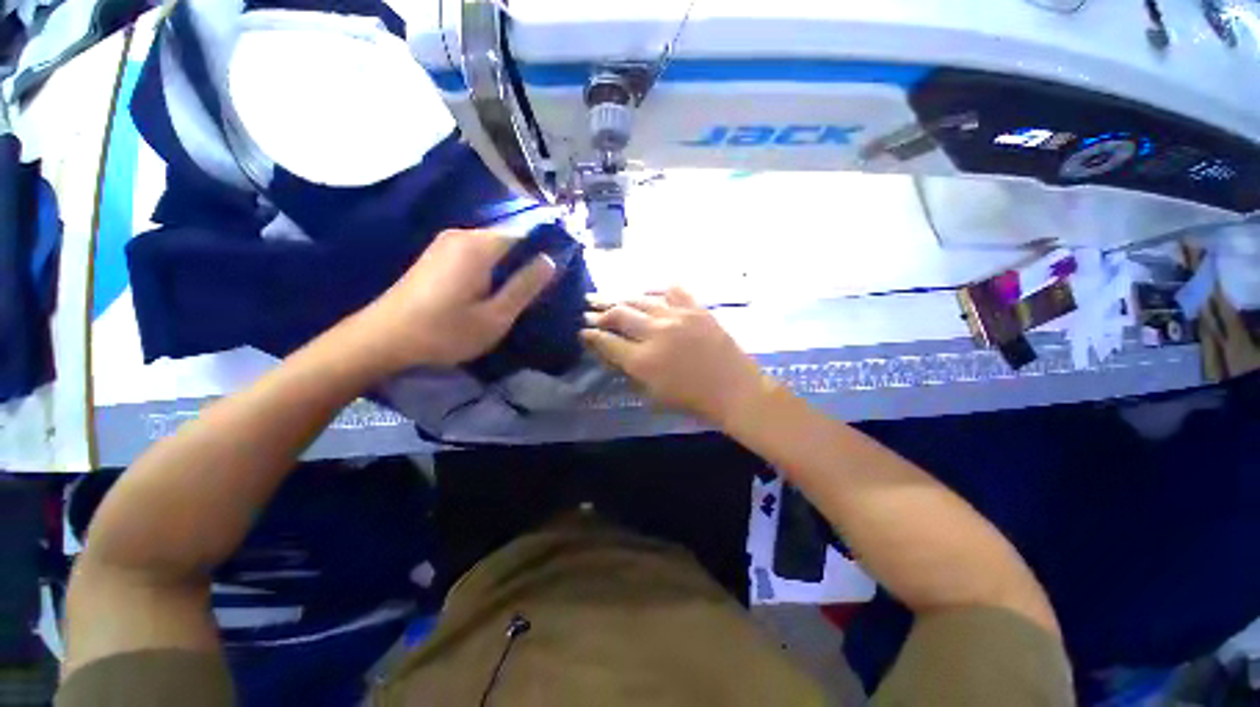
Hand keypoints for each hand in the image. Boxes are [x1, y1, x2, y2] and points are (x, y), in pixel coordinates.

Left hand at [354, 229, 555, 373]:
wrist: (383, 339)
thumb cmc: (445, 331)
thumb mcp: (495, 316)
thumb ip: (525, 286)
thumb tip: (550, 260)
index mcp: (479, 245)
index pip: (526, 233)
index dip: (544, 250)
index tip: (558, 274)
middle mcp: (462, 235)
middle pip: (508, 239)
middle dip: (527, 260)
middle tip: (541, 290)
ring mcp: (446, 243)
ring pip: (492, 248)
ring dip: (509, 266)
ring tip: (521, 293)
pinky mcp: (436, 255)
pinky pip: (476, 254)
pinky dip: (491, 268)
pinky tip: (493, 291)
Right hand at [581, 288, 774, 426]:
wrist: (734, 390)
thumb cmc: (692, 400)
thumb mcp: (652, 395)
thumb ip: (628, 371)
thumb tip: (609, 352)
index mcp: (643, 361)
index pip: (607, 342)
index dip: (591, 335)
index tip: (583, 331)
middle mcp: (656, 333)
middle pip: (619, 315)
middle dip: (599, 312)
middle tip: (588, 310)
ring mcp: (677, 317)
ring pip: (640, 300)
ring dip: (619, 298)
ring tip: (606, 297)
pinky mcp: (696, 309)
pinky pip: (671, 290)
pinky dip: (655, 290)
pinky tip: (645, 292)